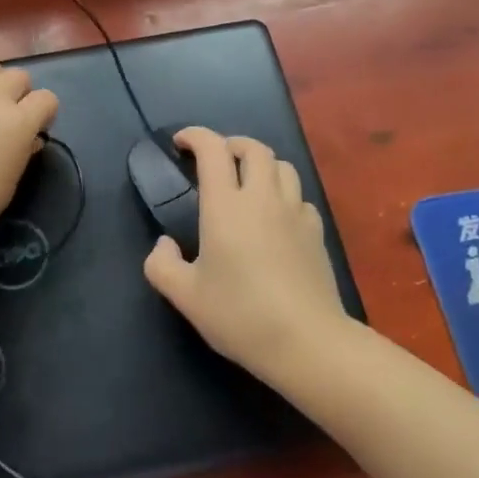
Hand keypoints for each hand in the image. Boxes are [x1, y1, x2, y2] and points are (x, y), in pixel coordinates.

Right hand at [142, 127, 348, 381]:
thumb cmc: (240, 315)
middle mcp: (262, 198)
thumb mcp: (185, 297)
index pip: (213, 149)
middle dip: (231, 144)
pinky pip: (300, 196)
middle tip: (215, 159)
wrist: (306, 341)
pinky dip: (284, 194)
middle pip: (253, 148)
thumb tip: (165, 244)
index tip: (181, 142)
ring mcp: (294, 212)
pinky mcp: (316, 231)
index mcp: (226, 206)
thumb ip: (162, 265)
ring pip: (282, 166)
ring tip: (247, 181)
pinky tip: (276, 217)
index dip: (195, 136)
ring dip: (261, 164)